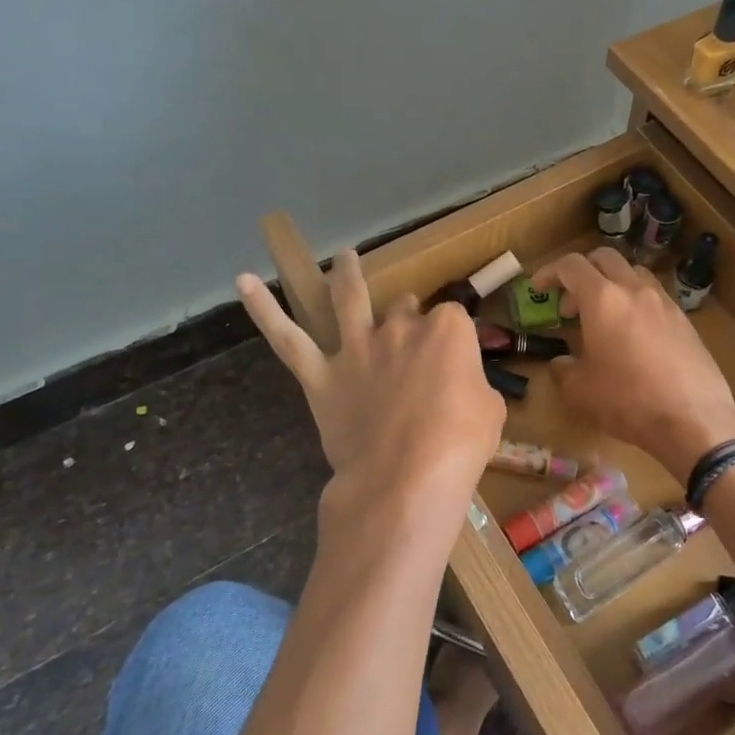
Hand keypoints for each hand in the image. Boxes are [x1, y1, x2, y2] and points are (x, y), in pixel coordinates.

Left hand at [236, 251, 503, 548]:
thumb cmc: (460, 444)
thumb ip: (474, 386)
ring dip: (347, 274)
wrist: (406, 477)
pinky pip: (288, 339)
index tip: (456, 360)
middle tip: (410, 336)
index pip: (453, 318)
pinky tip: (244, 282)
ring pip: (348, 298)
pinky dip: (263, 310)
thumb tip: (463, 388)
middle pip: (404, 308)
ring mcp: (357, 348)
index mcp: (447, 331)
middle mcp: (400, 328)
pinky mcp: (323, 376)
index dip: (454, 338)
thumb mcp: (490, 410)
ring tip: (344, 256)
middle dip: (408, 315)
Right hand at [533, 248, 734, 481]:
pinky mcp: (684, 320)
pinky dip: (636, 303)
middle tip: (572, 306)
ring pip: (633, 273)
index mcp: (603, 299)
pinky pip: (654, 296)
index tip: (539, 290)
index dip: (550, 272)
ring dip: (612, 285)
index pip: (571, 265)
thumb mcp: (580, 391)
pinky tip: (634, 336)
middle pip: (604, 258)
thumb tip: (562, 364)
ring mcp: (664, 302)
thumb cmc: (628, 400)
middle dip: (582, 273)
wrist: (694, 418)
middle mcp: (634, 290)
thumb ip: (564, 370)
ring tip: (604, 318)